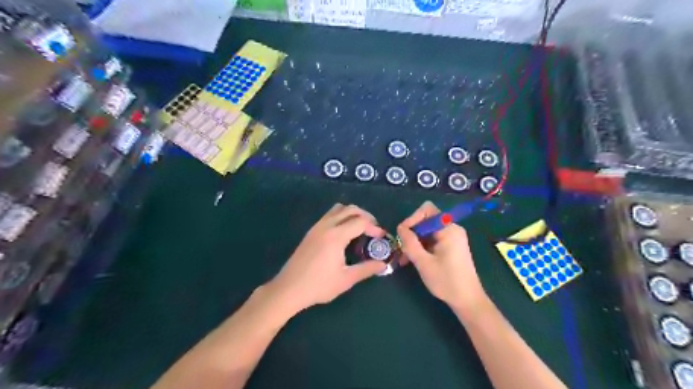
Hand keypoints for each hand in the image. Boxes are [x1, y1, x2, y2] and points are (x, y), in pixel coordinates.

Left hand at [266, 205, 387, 314]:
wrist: (289, 289)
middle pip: (350, 209)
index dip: (374, 227)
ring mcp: (317, 227)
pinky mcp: (311, 232)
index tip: (381, 237)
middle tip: (373, 229)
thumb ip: (367, 269)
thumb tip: (383, 265)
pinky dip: (341, 217)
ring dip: (352, 213)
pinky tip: (344, 233)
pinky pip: (329, 215)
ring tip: (360, 228)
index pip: (360, 221)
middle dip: (365, 216)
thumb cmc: (319, 285)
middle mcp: (326, 226)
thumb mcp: (346, 279)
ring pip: (338, 209)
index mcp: (336, 236)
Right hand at [394, 202, 485, 311]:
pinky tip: (412, 260)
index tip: (402, 235)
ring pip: (426, 232)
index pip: (427, 210)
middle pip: (425, 221)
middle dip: (411, 233)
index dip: (412, 219)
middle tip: (401, 249)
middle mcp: (451, 229)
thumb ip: (410, 243)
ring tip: (404, 259)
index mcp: (448, 229)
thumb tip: (400, 228)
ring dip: (414, 242)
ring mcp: (451, 238)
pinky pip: (431, 240)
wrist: (467, 300)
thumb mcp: (423, 262)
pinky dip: (421, 247)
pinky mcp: (450, 246)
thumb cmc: (447, 281)